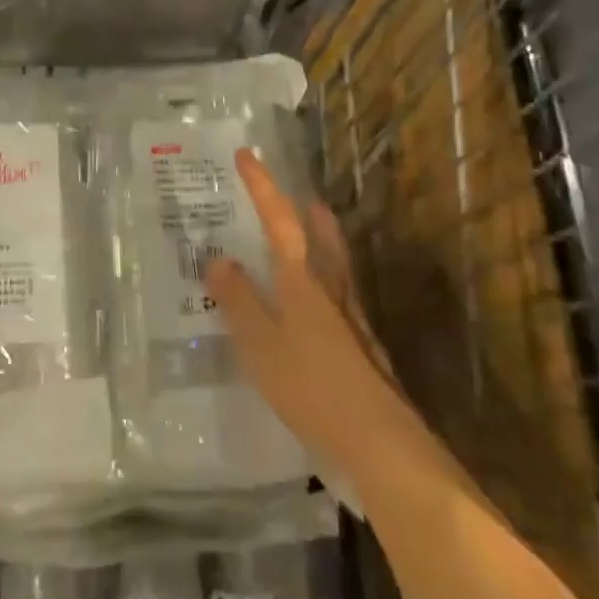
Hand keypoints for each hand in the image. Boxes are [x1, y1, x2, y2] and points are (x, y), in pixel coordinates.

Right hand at [204, 150, 406, 479]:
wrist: (380, 442)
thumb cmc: (311, 387)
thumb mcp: (261, 345)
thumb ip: (239, 301)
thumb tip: (218, 258)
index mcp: (303, 282)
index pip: (280, 221)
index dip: (263, 188)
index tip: (247, 155)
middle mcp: (332, 290)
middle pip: (321, 238)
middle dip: (307, 213)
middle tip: (299, 197)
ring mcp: (353, 319)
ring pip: (337, 266)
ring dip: (324, 242)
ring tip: (313, 234)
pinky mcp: (364, 347)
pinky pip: (341, 298)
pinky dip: (327, 284)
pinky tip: (319, 307)